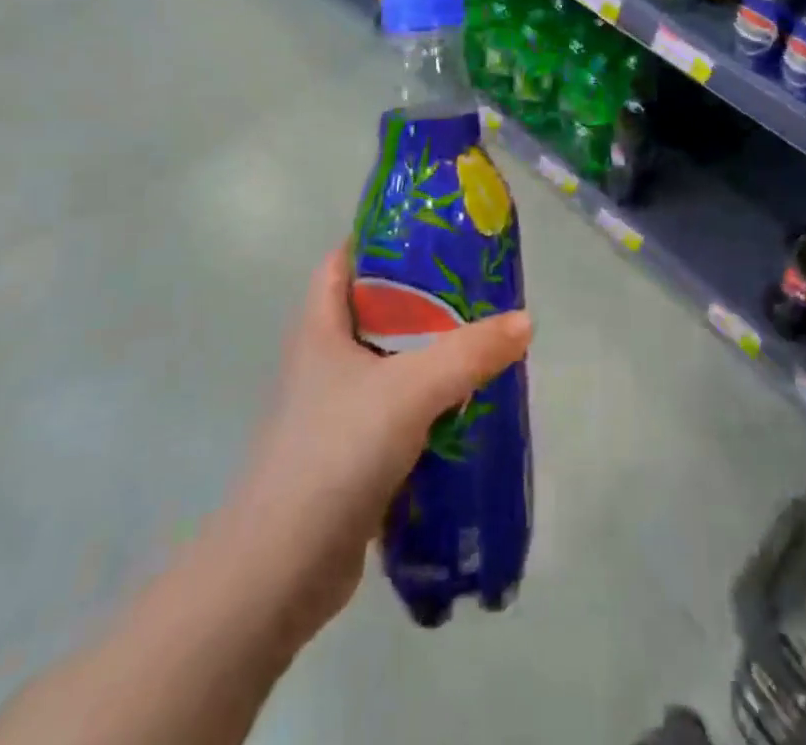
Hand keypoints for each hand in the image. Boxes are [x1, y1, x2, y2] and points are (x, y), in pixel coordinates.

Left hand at [220, 244, 532, 649]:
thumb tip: (524, 322)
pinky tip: (465, 408)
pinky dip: (426, 405)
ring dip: (428, 355)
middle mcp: (322, 363)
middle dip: (421, 299)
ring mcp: (334, 412)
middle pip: (373, 312)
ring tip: (480, 342)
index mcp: (319, 329)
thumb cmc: (335, 451)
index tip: (428, 234)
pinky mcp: (349, 456)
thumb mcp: (410, 390)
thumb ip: (469, 353)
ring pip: (388, 365)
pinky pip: (395, 413)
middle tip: (473, 290)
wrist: (280, 571)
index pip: (341, 262)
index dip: (378, 240)